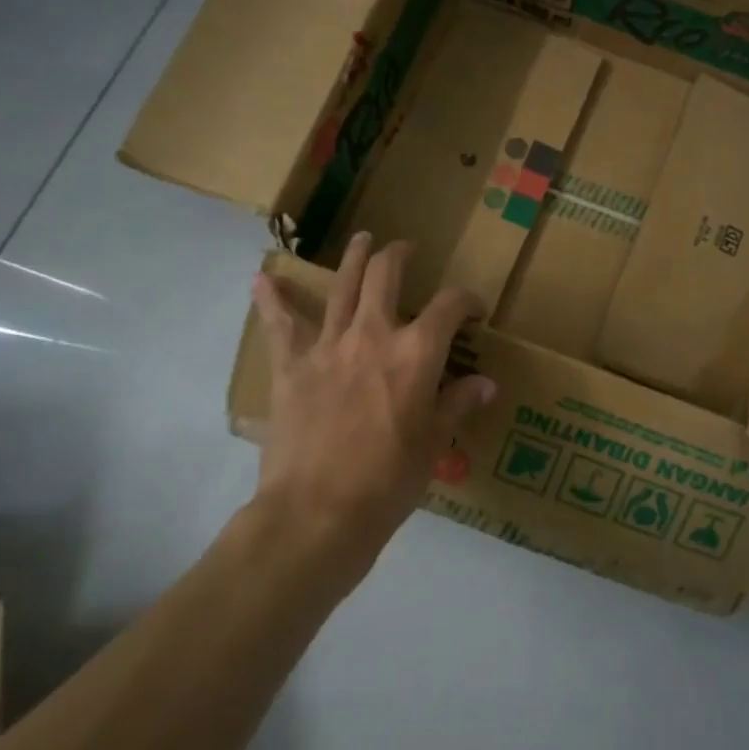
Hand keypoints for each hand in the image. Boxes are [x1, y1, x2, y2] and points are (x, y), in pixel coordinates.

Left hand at [251, 232, 496, 576]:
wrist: (319, 510)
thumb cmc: (389, 480)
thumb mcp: (434, 443)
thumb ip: (458, 404)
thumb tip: (485, 383)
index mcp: (416, 352)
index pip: (450, 306)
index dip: (468, 300)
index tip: (474, 311)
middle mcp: (373, 334)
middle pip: (385, 274)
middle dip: (399, 255)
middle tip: (406, 250)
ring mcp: (328, 345)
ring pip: (340, 285)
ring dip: (353, 257)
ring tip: (361, 239)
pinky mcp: (292, 365)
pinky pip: (281, 325)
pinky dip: (272, 300)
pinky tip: (263, 280)